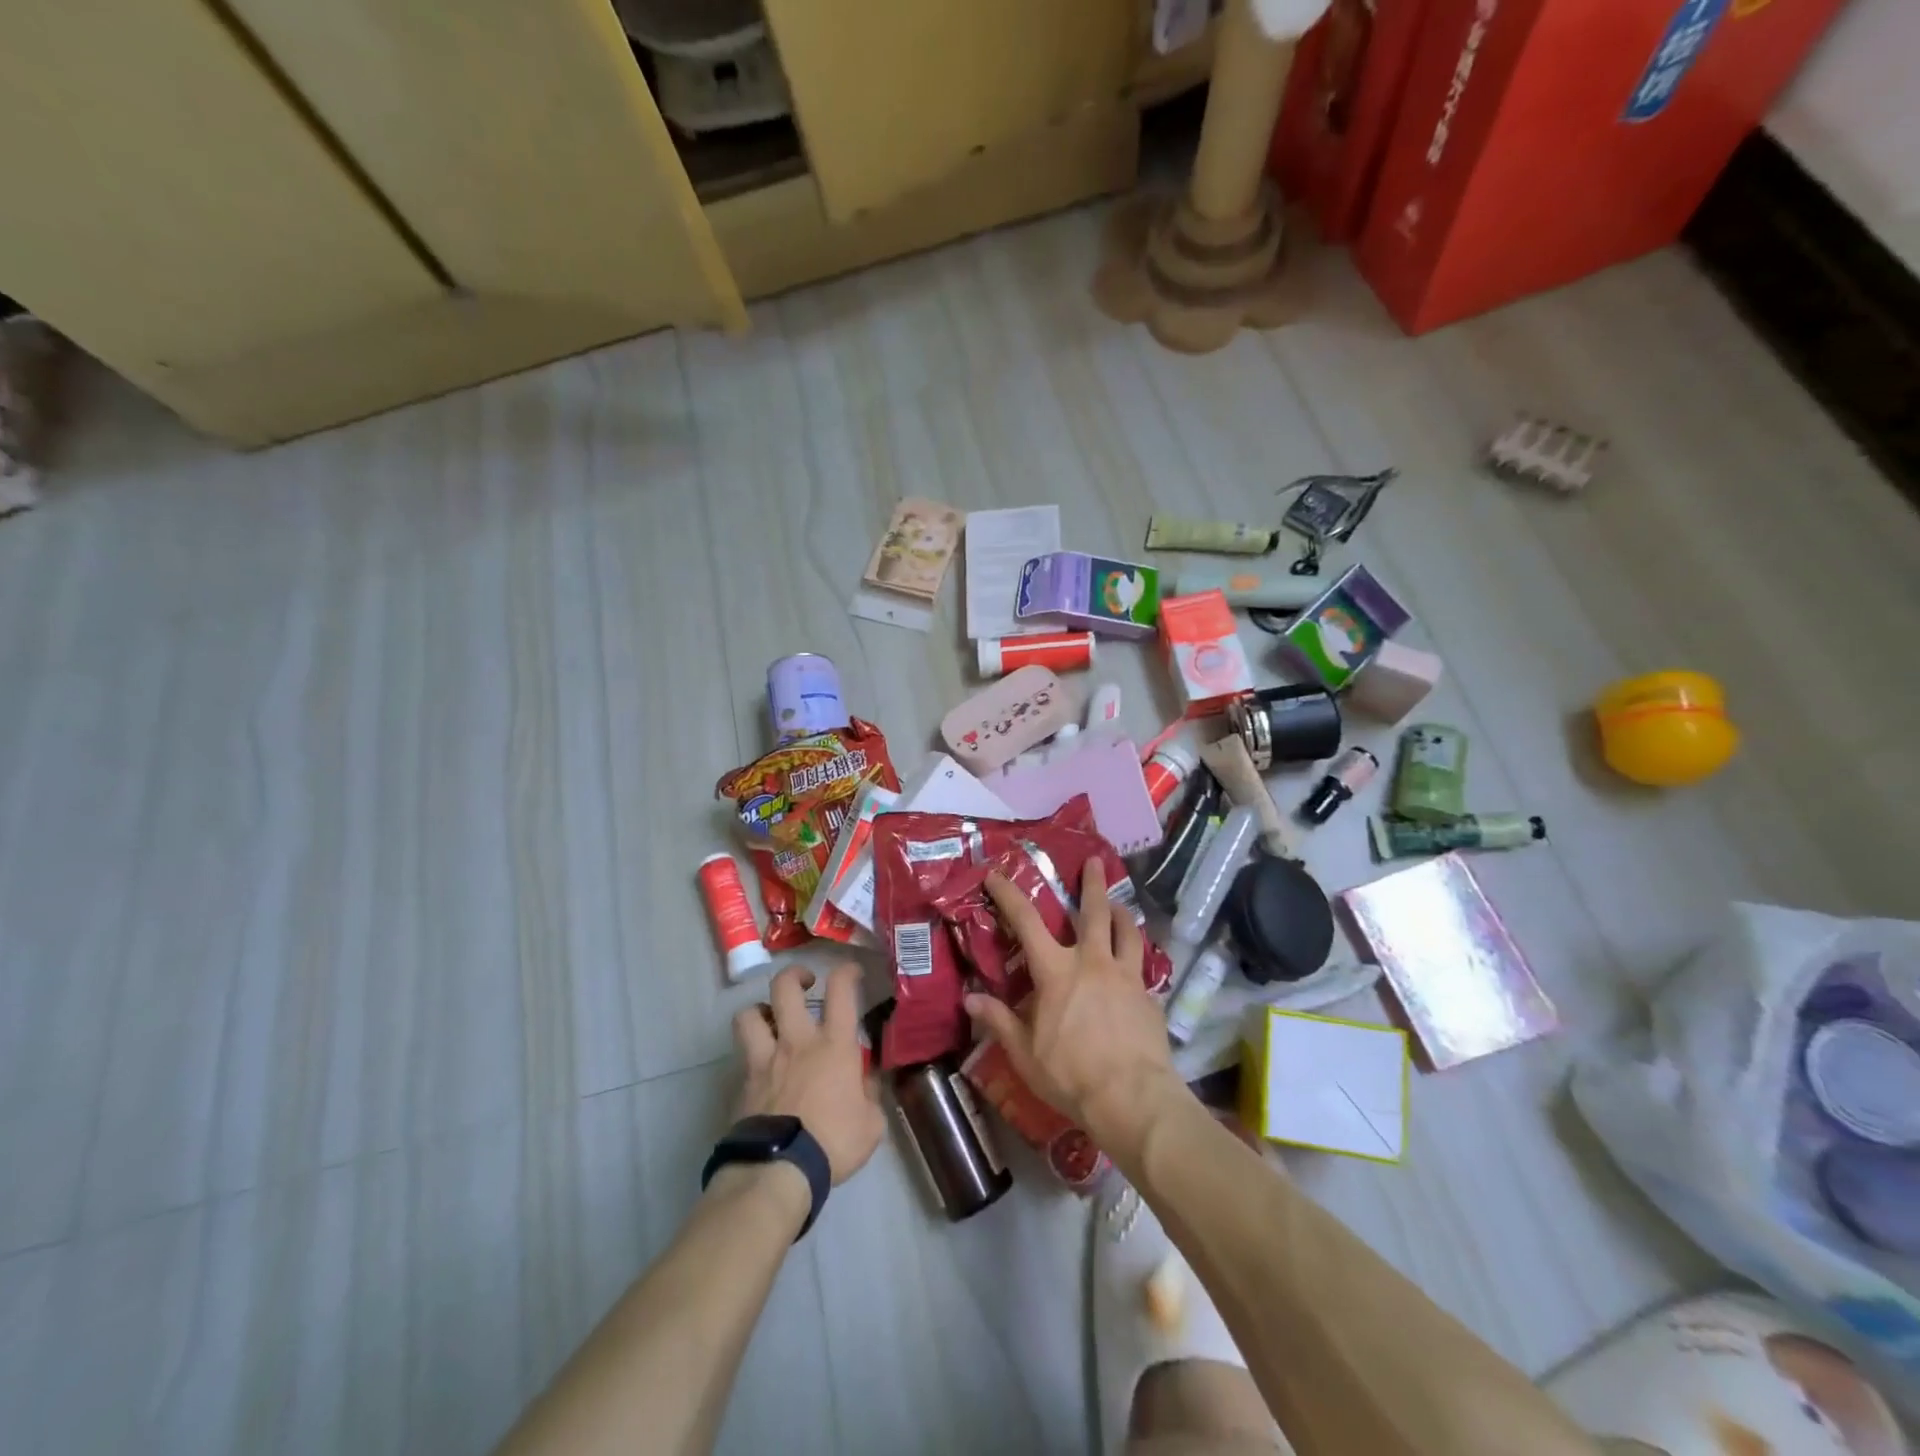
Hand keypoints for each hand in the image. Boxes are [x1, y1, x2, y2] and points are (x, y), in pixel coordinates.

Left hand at [732, 963, 883, 1186]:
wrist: (778, 1170)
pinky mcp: (743, 1082)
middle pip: (785, 987)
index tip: (852, 973)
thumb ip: (869, 1094)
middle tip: (805, 984)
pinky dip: (751, 1053)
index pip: (841, 990)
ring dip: (760, 1010)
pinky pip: (742, 1055)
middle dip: (795, 976)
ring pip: (750, 1014)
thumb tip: (864, 1081)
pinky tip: (761, 1067)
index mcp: (834, 1044)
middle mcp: (797, 1041)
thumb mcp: (871, 1123)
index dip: (847, 972)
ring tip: (771, 1019)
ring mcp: (765, 1059)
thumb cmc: (832, 1143)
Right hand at [963, 859, 1183, 1162]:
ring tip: (1120, 904)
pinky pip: (1142, 964)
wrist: (1133, 1098)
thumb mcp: (1025, 1053)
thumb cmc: (1071, 1075)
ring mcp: (1126, 976)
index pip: (1026, 922)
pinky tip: (1136, 961)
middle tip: (1095, 860)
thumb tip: (969, 997)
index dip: (1009, 895)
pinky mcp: (1149, 995)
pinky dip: (1136, 953)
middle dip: (1092, 882)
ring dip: (1122, 912)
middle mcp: (1093, 962)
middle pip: (1094, 911)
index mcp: (1057, 971)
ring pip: (1127, 931)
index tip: (996, 874)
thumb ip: (1000, 1020)